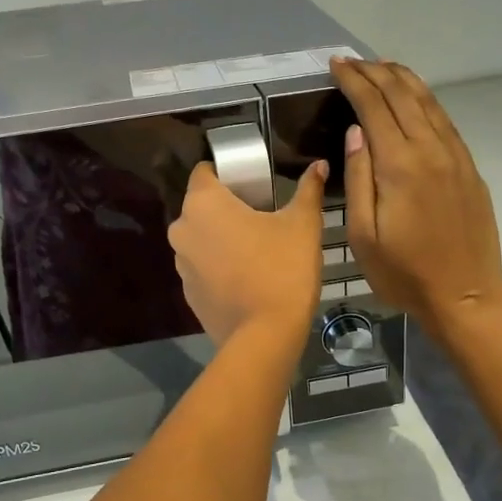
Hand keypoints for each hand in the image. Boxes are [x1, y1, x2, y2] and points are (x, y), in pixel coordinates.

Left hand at [169, 159, 328, 344]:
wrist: (265, 335)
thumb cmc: (283, 268)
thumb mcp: (303, 224)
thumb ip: (309, 190)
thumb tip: (320, 165)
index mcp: (203, 203)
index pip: (205, 171)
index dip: (227, 172)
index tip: (253, 182)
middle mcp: (182, 229)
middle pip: (202, 206)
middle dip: (226, 207)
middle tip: (261, 215)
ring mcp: (181, 264)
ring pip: (200, 238)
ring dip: (220, 238)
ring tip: (255, 248)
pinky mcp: (188, 293)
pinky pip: (202, 268)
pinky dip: (219, 267)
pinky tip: (246, 277)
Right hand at [331, 57, 501, 333]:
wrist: (465, 295)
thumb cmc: (404, 274)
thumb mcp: (363, 235)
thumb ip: (358, 178)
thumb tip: (356, 132)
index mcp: (400, 166)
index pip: (374, 106)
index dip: (354, 81)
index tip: (337, 65)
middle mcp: (431, 150)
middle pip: (403, 95)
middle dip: (376, 72)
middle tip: (353, 61)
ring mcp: (456, 157)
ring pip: (429, 103)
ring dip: (404, 79)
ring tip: (383, 66)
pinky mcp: (469, 169)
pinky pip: (445, 121)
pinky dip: (426, 101)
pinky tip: (416, 99)